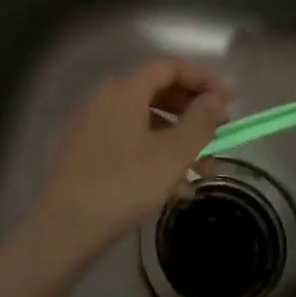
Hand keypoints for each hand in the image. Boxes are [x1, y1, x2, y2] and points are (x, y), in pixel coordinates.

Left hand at [27, 59, 232, 264]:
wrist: (64, 229)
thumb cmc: (123, 184)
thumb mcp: (171, 155)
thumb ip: (200, 122)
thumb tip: (216, 99)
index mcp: (125, 89)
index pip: (170, 67)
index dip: (203, 78)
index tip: (231, 100)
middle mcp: (106, 98)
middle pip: (158, 92)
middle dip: (193, 113)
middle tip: (220, 134)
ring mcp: (93, 125)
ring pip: (146, 121)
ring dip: (178, 140)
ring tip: (204, 172)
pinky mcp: (87, 152)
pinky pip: (130, 141)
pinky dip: (156, 155)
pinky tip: (176, 189)